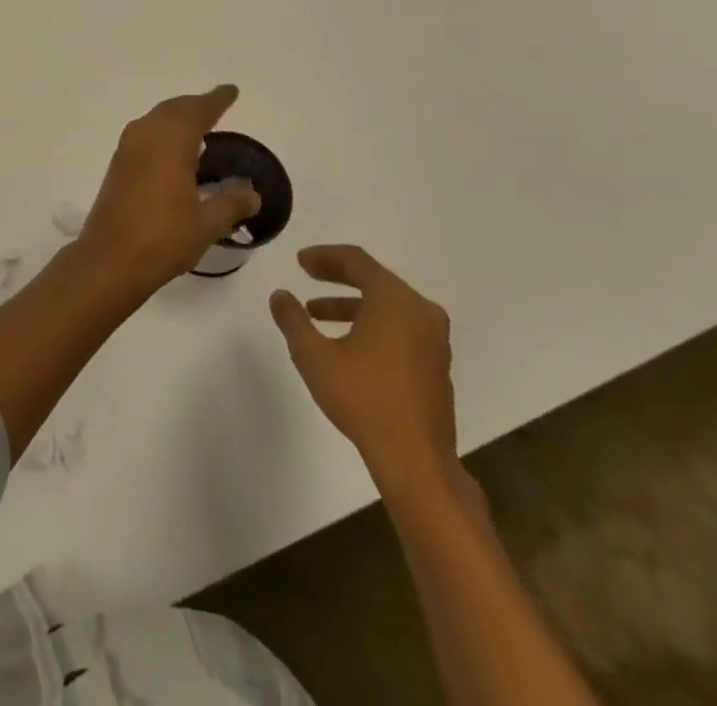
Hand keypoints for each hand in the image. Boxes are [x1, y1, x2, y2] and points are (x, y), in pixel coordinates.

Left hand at [74, 85, 261, 295]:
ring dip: (177, 118)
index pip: (198, 110)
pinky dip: (163, 133)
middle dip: (195, 105)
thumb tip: (252, 193)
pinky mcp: (118, 166)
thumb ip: (232, 203)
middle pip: (173, 109)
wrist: (110, 260)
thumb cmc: (163, 238)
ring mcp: (127, 150)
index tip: (231, 91)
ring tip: (199, 126)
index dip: (216, 100)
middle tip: (217, 106)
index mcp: (170, 141)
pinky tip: (173, 151)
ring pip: (156, 120)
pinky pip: (145, 135)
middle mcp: (145, 136)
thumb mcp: (207, 224)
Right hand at [270, 245, 459, 498]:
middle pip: (374, 279)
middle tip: (307, 276)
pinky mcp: (436, 364)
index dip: (324, 256)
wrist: (416, 461)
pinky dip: (372, 323)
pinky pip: (400, 326)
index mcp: (395, 300)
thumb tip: (280, 295)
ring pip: (387, 305)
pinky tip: (348, 343)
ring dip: (351, 304)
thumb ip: (293, 320)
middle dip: (337, 277)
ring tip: (317, 314)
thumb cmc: (363, 399)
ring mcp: (434, 339)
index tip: (299, 262)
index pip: (357, 261)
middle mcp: (420, 311)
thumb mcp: (314, 356)